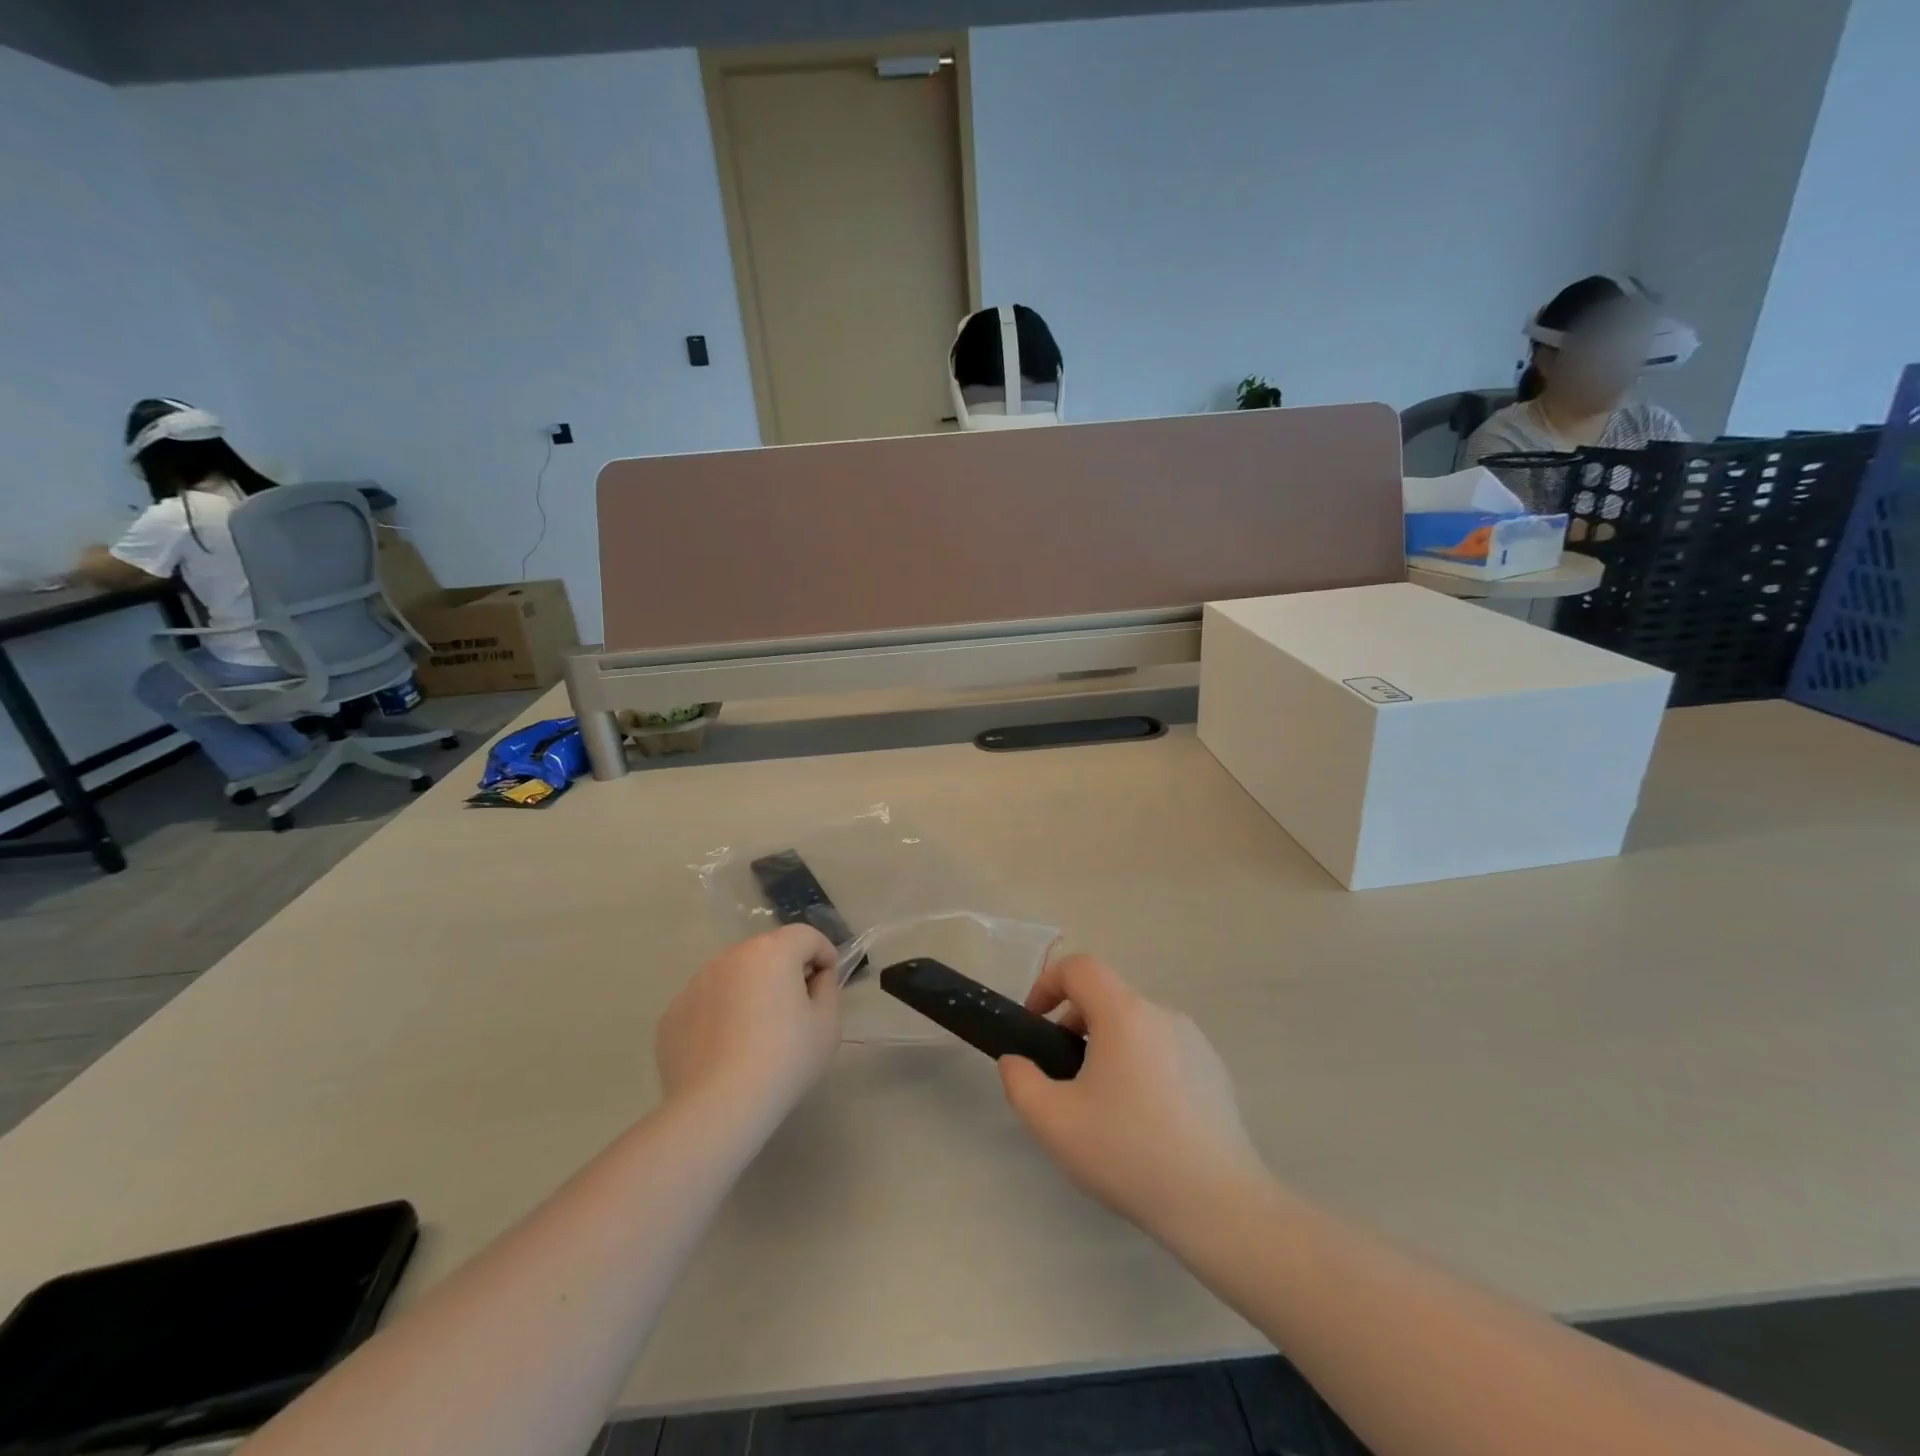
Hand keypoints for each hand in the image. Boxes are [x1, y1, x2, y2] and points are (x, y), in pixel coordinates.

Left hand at [655, 926, 842, 1124]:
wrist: (718, 1108)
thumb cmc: (784, 1060)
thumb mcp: (827, 1024)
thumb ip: (827, 988)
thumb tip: (815, 977)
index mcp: (772, 951)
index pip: (806, 936)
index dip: (824, 956)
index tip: (826, 986)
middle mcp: (731, 956)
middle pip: (768, 952)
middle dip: (785, 971)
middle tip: (795, 1011)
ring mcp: (696, 983)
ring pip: (734, 976)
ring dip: (750, 991)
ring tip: (756, 1035)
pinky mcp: (672, 1014)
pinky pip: (707, 1004)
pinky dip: (720, 1016)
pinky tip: (726, 1052)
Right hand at [999, 955, 1266, 1240]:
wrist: (1218, 1205)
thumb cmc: (1129, 1153)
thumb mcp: (1054, 1122)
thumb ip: (1020, 1081)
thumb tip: (1016, 1061)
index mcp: (1124, 1014)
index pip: (1079, 968)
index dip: (1047, 983)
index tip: (1034, 1023)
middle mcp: (1162, 1014)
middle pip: (1107, 997)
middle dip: (1074, 1023)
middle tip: (1063, 1074)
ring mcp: (1194, 1041)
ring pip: (1136, 1026)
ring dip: (1107, 1047)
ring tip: (1102, 1104)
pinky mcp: (1214, 1070)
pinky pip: (1164, 1050)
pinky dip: (1140, 1065)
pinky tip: (1143, 1121)